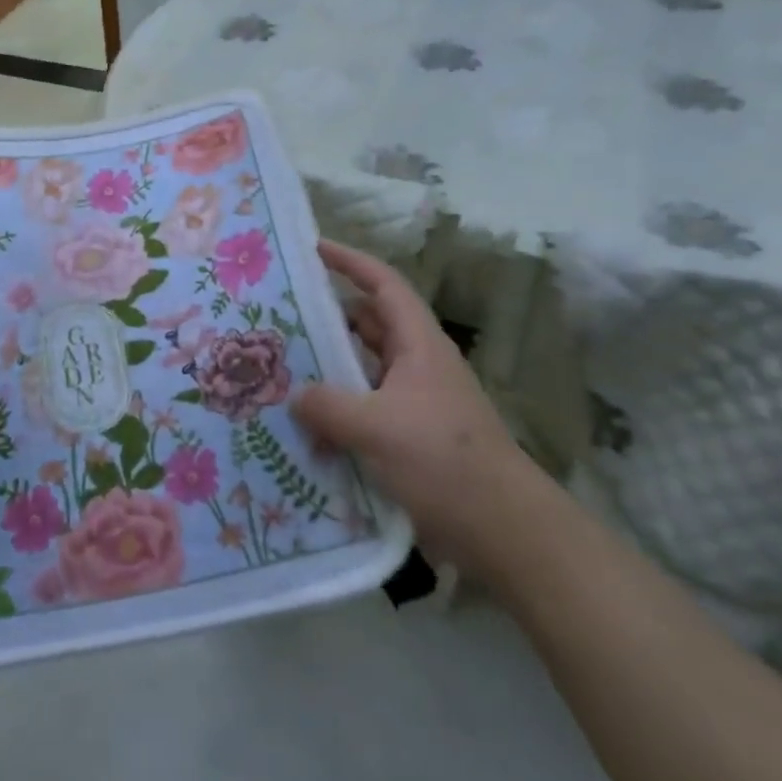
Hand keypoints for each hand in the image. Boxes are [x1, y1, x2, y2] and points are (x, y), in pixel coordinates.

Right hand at [291, 240, 542, 573]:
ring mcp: (412, 404)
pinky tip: (303, 429)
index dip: (350, 262)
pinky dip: (336, 413)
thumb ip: (328, 406)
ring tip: (279, 371)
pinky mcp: (407, 439)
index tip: (312, 249)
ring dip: (327, 371)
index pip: (383, 285)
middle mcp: (416, 366)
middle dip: (326, 319)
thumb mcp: (378, 427)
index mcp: (418, 345)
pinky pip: (362, 412)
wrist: (504, 532)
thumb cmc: (445, 461)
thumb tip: (293, 396)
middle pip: (366, 326)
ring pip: (361, 372)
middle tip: (277, 318)